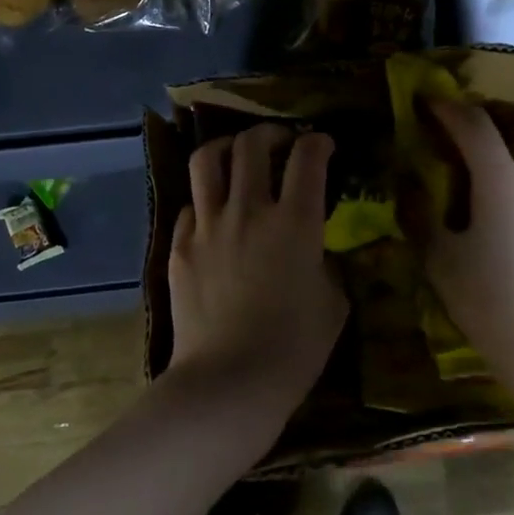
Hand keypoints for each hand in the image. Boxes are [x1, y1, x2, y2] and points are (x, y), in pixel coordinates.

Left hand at [163, 123, 347, 429]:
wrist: (229, 381)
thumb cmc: (294, 348)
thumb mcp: (333, 303)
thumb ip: (327, 264)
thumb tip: (316, 251)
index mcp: (295, 222)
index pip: (308, 158)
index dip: (318, 142)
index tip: (323, 144)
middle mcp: (249, 210)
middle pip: (252, 145)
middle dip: (271, 133)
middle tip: (281, 142)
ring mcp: (208, 226)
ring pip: (209, 161)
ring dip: (228, 148)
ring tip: (238, 156)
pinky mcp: (180, 247)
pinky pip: (190, 205)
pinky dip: (206, 200)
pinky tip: (215, 214)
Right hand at [423, 101, 513, 383]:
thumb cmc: (490, 300)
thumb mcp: (441, 261)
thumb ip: (422, 218)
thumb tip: (409, 191)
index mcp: (502, 178)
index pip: (474, 123)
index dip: (448, 107)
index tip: (429, 100)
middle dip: (504, 113)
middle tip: (474, 130)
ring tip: (494, 173)